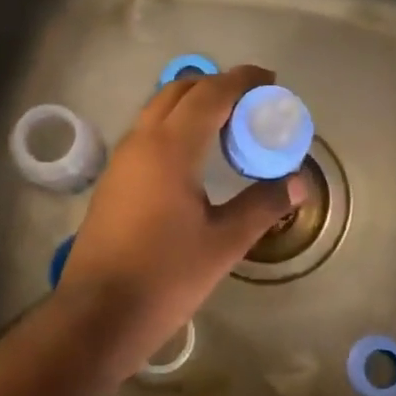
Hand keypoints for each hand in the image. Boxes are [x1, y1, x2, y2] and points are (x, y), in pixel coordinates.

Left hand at [56, 65, 305, 372]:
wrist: (98, 315)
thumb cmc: (165, 277)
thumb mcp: (224, 243)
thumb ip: (262, 206)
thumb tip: (297, 183)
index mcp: (170, 149)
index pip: (210, 94)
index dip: (242, 80)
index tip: (270, 80)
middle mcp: (141, 141)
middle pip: (179, 91)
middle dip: (217, 86)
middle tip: (252, 102)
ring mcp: (122, 159)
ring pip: (158, 109)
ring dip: (193, 104)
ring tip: (229, 125)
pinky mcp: (114, 179)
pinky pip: (148, 132)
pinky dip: (176, 124)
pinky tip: (197, 155)